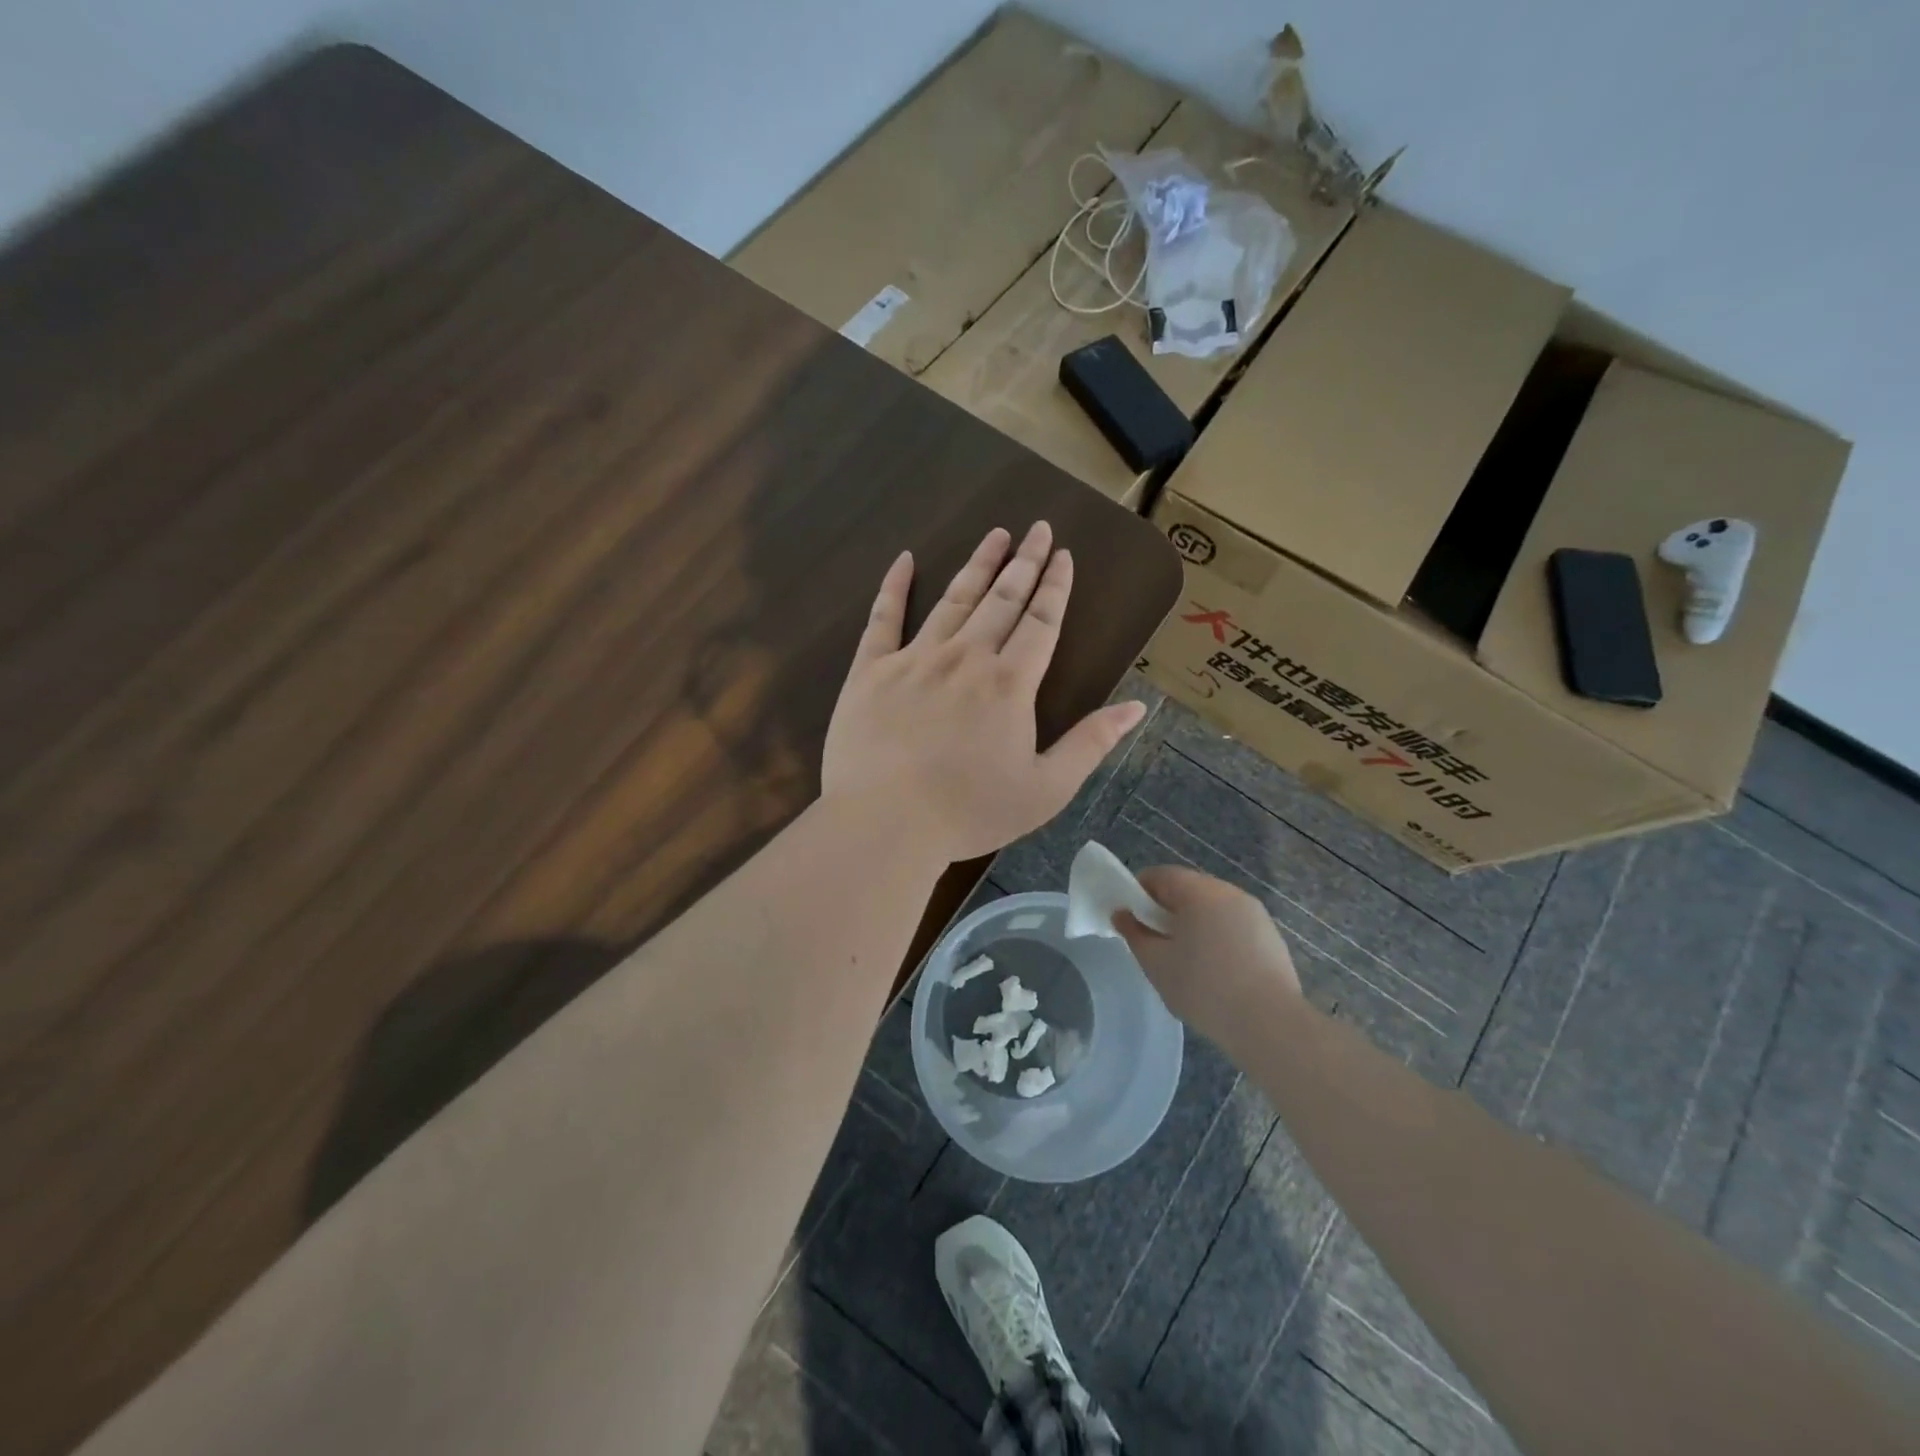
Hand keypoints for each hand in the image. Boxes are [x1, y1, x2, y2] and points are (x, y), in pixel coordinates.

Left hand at [822, 522, 1145, 863]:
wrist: (885, 822)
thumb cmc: (969, 812)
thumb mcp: (1046, 789)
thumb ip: (1091, 744)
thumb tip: (1136, 707)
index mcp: (1010, 684)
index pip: (1041, 622)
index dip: (1055, 586)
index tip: (1063, 554)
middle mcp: (966, 658)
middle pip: (1002, 599)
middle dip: (1024, 562)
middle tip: (1037, 528)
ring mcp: (915, 659)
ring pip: (953, 600)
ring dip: (977, 565)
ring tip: (995, 535)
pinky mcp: (870, 670)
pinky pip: (883, 618)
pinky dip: (894, 587)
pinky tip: (903, 560)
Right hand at [1115, 867, 1301, 1048]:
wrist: (1270, 1024)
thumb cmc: (1204, 988)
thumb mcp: (1156, 963)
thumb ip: (1134, 933)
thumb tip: (1122, 914)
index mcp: (1198, 891)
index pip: (1159, 875)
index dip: (1138, 893)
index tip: (1131, 921)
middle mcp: (1228, 892)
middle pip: (1187, 889)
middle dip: (1166, 909)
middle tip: (1156, 943)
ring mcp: (1254, 913)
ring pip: (1212, 908)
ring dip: (1194, 923)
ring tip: (1186, 960)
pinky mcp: (1270, 936)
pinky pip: (1233, 925)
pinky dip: (1218, 937)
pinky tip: (1216, 971)